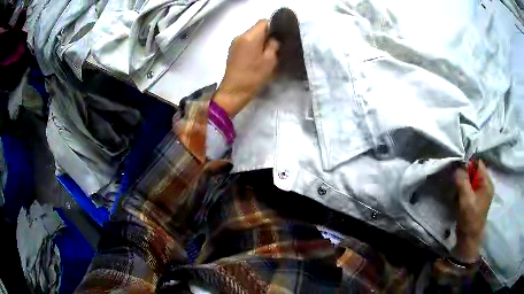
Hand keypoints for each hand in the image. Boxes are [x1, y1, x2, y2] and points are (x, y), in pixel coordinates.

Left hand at [213, 20, 279, 116]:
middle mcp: (240, 36)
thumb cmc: (253, 76)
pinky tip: (256, 58)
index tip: (279, 38)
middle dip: (267, 35)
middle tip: (275, 48)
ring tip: (266, 54)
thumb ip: (273, 45)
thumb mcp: (270, 61)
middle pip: (256, 28)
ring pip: (251, 36)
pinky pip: (245, 43)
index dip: (273, 27)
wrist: (233, 91)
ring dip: (260, 42)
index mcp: (250, 36)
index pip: (264, 22)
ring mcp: (234, 44)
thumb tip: (273, 38)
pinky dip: (253, 46)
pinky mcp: (232, 51)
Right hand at [452, 160, 493, 262]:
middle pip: (474, 171)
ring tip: (456, 192)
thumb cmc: (470, 220)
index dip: (467, 164)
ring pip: (470, 179)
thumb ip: (463, 181)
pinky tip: (458, 197)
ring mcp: (481, 192)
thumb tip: (457, 167)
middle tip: (455, 182)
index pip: (478, 164)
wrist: (468, 240)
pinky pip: (468, 187)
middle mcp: (485, 185)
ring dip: (462, 183)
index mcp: (487, 183)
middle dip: (463, 175)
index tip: (456, 169)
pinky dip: (462, 189)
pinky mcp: (475, 198)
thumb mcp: (466, 200)